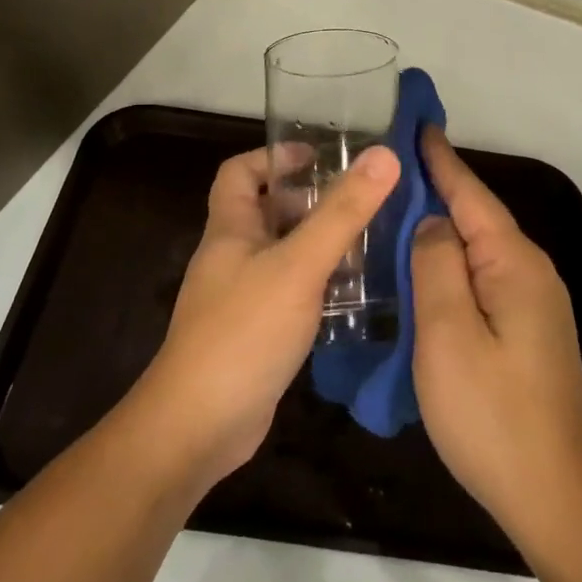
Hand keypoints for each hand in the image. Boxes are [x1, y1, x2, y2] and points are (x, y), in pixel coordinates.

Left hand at [129, 143, 400, 491]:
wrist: (198, 426)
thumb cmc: (244, 332)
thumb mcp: (299, 265)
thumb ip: (342, 212)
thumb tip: (383, 155)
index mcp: (230, 229)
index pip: (240, 173)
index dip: (274, 157)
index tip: (317, 156)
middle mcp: (231, 257)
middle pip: (266, 212)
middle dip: (309, 201)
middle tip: (359, 201)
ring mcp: (241, 298)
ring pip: (282, 254)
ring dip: (318, 244)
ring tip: (368, 241)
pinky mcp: (255, 334)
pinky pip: (289, 293)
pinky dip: (317, 285)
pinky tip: (351, 294)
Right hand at [411, 129, 581, 550]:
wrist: (553, 495)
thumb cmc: (492, 413)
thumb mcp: (447, 333)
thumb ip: (436, 265)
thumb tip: (433, 222)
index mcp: (514, 263)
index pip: (470, 195)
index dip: (440, 160)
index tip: (416, 124)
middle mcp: (531, 273)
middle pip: (477, 217)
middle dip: (437, 188)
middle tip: (390, 166)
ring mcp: (533, 304)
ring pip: (478, 251)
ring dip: (441, 228)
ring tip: (397, 209)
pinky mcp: (527, 331)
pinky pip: (482, 280)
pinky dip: (451, 265)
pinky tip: (423, 270)